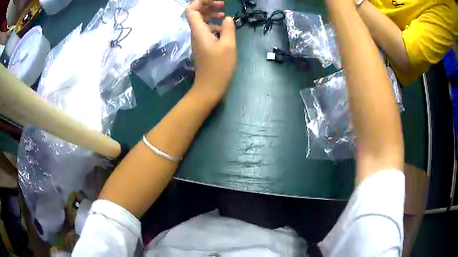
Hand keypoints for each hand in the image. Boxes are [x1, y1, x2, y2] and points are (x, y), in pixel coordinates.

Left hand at [186, 0, 236, 100]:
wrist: (209, 87)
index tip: (215, 0)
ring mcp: (198, 40)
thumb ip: (228, 29)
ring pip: (201, 22)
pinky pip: (205, 30)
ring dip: (211, 15)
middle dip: (208, 6)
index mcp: (199, 31)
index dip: (200, 2)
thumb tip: (228, 19)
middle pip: (196, 14)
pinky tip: (224, 29)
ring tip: (225, 15)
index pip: (191, 10)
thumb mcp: (228, 46)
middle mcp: (196, 33)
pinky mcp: (202, 46)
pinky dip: (213, 25)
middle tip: (223, 5)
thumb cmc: (219, 67)